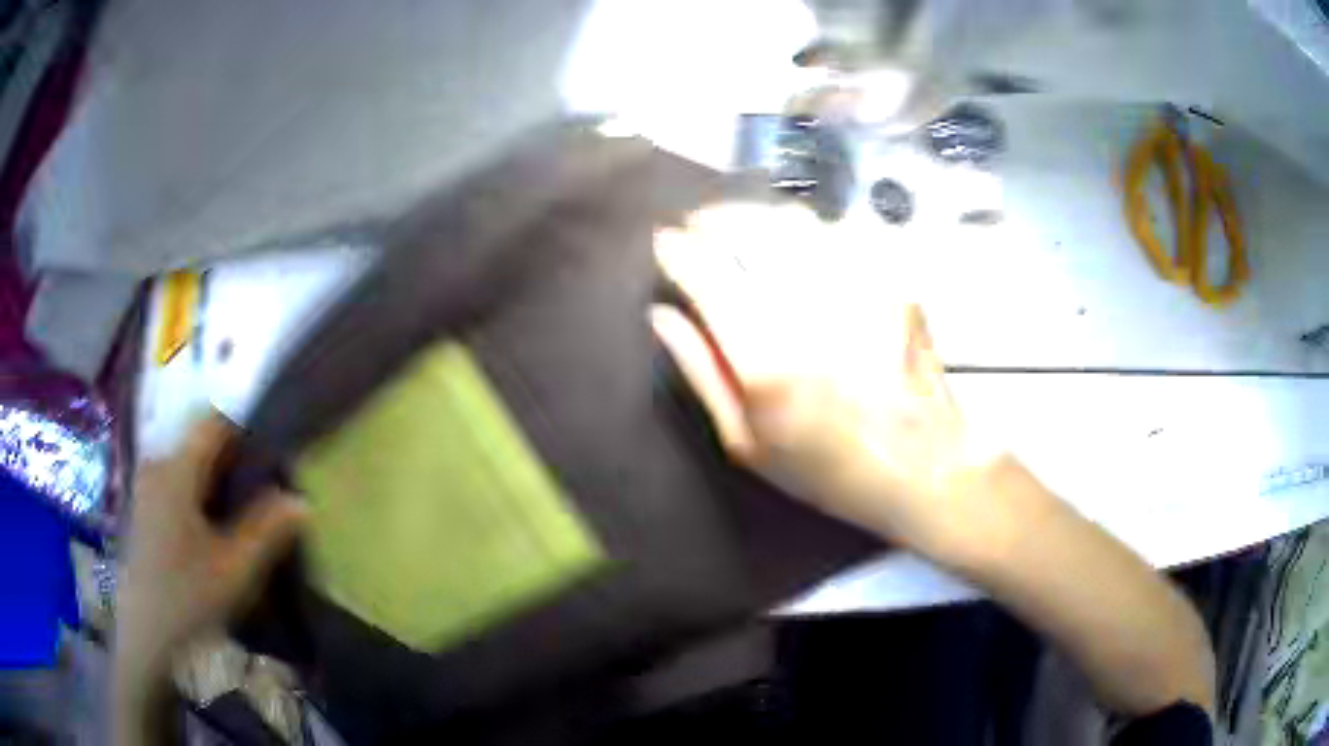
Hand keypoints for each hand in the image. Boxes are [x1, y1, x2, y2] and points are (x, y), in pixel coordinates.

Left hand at [116, 412, 306, 672]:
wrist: (145, 639)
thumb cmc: (188, 599)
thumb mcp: (236, 569)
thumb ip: (268, 530)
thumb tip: (300, 501)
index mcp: (176, 470)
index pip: (214, 422)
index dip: (245, 432)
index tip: (271, 461)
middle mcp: (156, 465)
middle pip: (200, 445)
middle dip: (233, 463)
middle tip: (262, 498)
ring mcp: (145, 487)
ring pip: (187, 468)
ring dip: (215, 484)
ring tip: (239, 521)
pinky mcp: (142, 510)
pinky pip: (175, 486)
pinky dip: (197, 498)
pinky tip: (210, 536)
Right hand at [650, 204, 1004, 562]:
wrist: (922, 468)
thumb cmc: (829, 470)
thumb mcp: (747, 444)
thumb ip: (700, 373)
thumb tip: (662, 316)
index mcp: (769, 360)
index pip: (708, 274)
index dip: (678, 250)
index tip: (665, 244)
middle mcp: (814, 311)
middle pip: (753, 227)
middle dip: (714, 217)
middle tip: (698, 226)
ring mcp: (862, 288)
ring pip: (798, 220)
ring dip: (759, 216)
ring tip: (745, 230)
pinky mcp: (895, 282)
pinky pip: (842, 232)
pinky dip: (810, 230)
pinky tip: (803, 248)